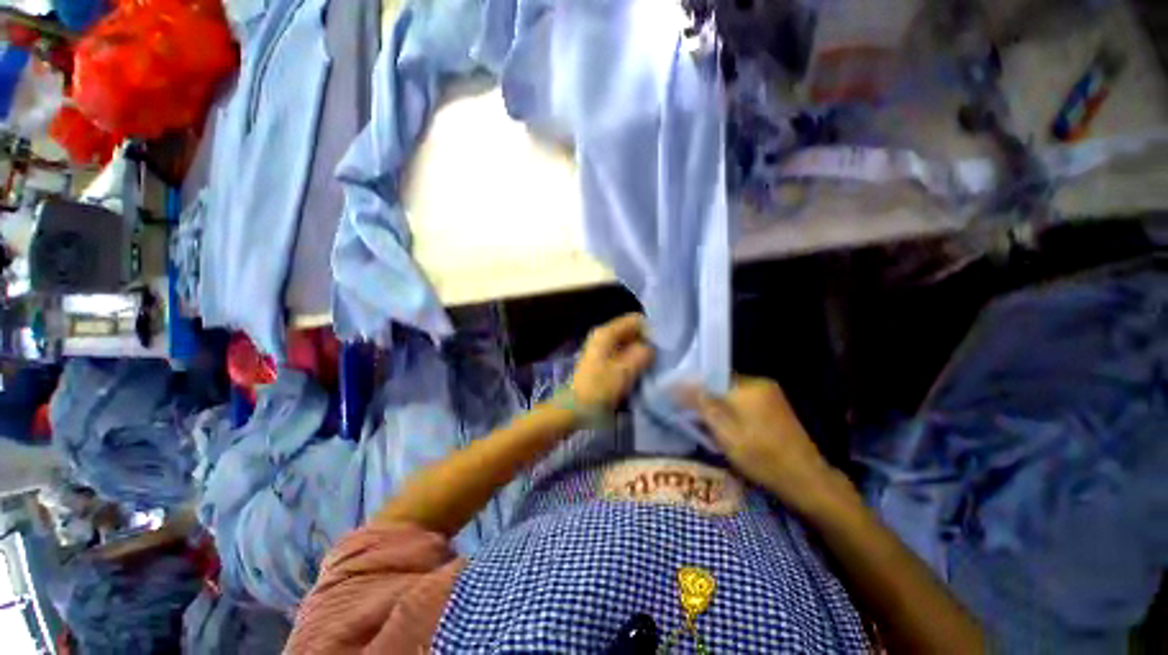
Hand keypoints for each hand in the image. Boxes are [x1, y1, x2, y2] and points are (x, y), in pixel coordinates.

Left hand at [570, 313, 654, 409]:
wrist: (575, 408)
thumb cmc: (598, 389)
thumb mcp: (624, 371)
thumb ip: (641, 355)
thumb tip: (652, 348)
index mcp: (606, 333)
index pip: (635, 320)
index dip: (650, 331)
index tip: (661, 348)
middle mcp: (603, 335)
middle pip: (632, 331)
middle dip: (646, 343)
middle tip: (659, 359)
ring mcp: (601, 348)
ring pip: (628, 344)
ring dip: (640, 354)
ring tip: (651, 367)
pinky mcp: (602, 361)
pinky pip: (623, 354)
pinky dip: (632, 361)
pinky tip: (639, 373)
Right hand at [679, 377, 843, 515]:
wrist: (806, 478)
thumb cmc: (762, 458)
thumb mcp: (725, 435)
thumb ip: (702, 406)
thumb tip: (678, 387)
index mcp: (745, 388)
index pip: (708, 377)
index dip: (691, 387)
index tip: (677, 398)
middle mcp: (758, 382)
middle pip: (719, 381)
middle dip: (705, 394)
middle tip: (692, 413)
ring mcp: (770, 391)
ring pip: (731, 389)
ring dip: (718, 400)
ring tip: (709, 420)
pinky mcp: (775, 401)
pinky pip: (744, 395)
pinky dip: (732, 405)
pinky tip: (730, 422)